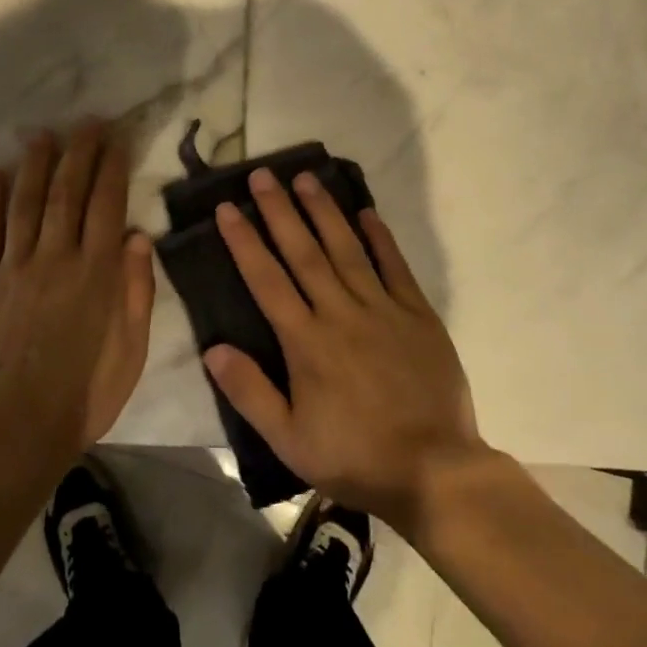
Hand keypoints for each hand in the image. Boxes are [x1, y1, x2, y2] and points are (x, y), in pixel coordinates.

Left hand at [0, 121, 154, 468]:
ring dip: (35, 165)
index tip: (117, 139)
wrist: (16, 428)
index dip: (112, 167)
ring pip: (25, 203)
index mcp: (96, 273)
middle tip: (86, 122)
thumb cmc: (85, 393)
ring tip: (42, 136)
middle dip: (78, 152)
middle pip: (66, 193)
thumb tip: (138, 235)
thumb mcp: (132, 350)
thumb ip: (136, 290)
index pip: (107, 205)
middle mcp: (56, 259)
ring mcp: (14, 269)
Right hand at [205, 168, 486, 525]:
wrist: (435, 472)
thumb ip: (250, 392)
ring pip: (347, 249)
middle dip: (280, 211)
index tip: (227, 208)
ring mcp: (383, 310)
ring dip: (324, 211)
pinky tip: (367, 212)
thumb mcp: (289, 439)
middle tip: (263, 174)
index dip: (244, 241)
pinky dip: (380, 239)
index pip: (266, 280)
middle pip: (304, 252)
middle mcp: (341, 313)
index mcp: (306, 342)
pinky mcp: (418, 315)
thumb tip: (212, 348)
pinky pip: (395, 267)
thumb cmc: (354, 457)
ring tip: (305, 178)